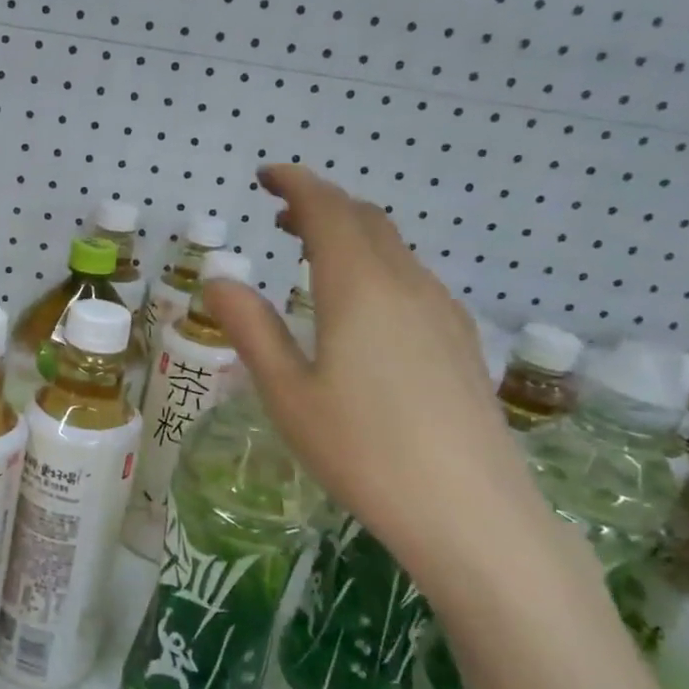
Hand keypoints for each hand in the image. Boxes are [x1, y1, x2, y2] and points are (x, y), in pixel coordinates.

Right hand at [203, 165, 545, 596]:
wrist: (470, 512)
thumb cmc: (362, 451)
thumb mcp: (288, 393)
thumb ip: (251, 329)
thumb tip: (218, 279)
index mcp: (359, 287)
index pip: (328, 209)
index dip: (296, 184)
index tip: (265, 176)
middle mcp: (406, 284)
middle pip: (365, 220)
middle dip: (322, 204)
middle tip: (281, 213)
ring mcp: (442, 311)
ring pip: (394, 248)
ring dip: (351, 233)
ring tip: (314, 251)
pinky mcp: (460, 341)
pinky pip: (413, 278)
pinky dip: (377, 264)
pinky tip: (362, 304)